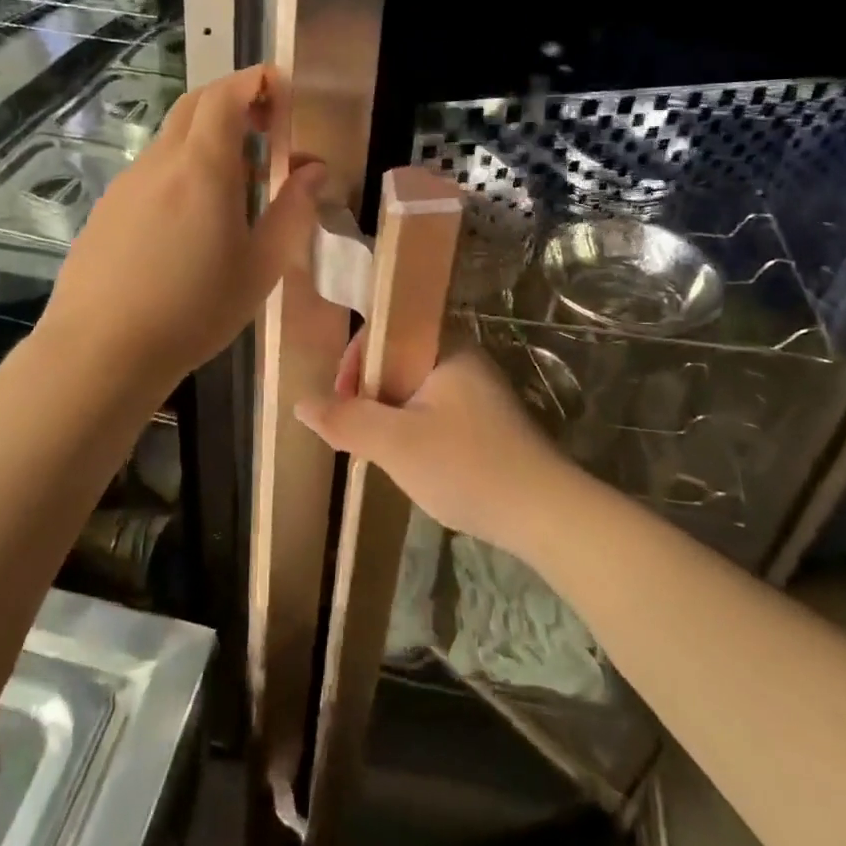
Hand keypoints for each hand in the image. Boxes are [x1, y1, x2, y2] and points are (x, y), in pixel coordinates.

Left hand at [40, 65, 323, 395]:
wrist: (101, 351)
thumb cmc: (194, 310)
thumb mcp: (260, 267)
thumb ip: (292, 210)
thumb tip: (314, 170)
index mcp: (203, 166)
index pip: (227, 94)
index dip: (257, 81)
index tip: (284, 90)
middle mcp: (161, 161)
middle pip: (196, 105)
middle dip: (234, 101)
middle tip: (267, 129)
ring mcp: (127, 183)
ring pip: (172, 139)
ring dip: (208, 140)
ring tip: (236, 187)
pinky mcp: (107, 209)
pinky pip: (152, 171)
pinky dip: (181, 170)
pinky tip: (190, 222)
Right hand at [295, 334, 584, 561]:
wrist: (545, 514)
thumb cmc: (466, 466)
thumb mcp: (395, 444)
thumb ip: (346, 421)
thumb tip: (301, 404)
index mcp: (446, 347)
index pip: (385, 331)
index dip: (354, 362)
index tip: (341, 403)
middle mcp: (464, 359)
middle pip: (397, 362)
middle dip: (369, 396)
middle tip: (357, 435)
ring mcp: (479, 392)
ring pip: (414, 391)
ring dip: (390, 417)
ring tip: (381, 453)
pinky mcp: (487, 423)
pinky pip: (435, 412)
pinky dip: (414, 431)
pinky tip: (414, 464)